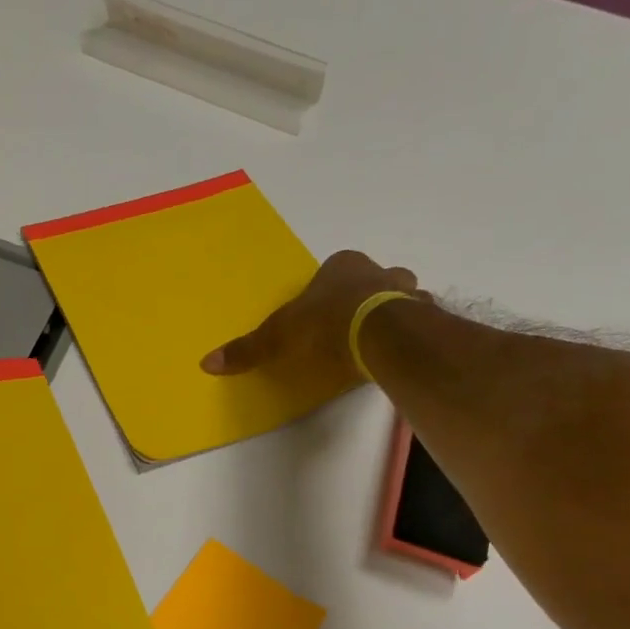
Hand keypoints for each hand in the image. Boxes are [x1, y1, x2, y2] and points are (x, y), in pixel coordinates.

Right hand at [201, 250, 423, 386]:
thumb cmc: (326, 323)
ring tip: (379, 337)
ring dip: (393, 310)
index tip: (323, 311)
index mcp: (342, 266)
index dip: (330, 287)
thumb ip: (249, 348)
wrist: (379, 333)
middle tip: (353, 321)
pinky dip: (411, 333)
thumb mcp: (279, 336)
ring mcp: (406, 293)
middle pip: (374, 277)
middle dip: (366, 293)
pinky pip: (418, 322)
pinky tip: (398, 351)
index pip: (336, 269)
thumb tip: (206, 362)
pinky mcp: (423, 318)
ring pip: (402, 296)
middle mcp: (378, 270)